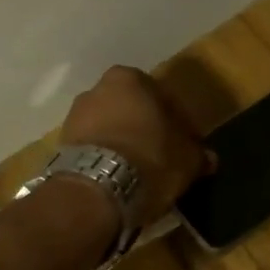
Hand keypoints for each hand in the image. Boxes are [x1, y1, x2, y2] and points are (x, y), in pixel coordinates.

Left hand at [62, 66, 210, 223]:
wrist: (95, 191)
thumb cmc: (149, 159)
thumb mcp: (187, 159)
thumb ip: (198, 154)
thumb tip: (209, 159)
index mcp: (130, 79)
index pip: (163, 98)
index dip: (179, 123)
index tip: (186, 145)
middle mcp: (98, 89)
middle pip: (132, 110)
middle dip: (146, 129)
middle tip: (164, 156)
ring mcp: (74, 116)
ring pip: (110, 128)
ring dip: (124, 144)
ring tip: (140, 172)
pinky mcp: (61, 145)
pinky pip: (93, 148)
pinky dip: (106, 158)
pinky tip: (119, 179)